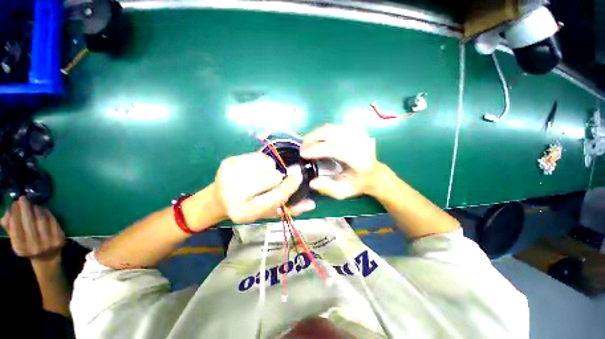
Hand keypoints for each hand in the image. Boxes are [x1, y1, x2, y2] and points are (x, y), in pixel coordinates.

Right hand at [1, 197, 65, 261]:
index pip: (16, 227)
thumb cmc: (28, 246)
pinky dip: (47, 212)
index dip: (15, 213)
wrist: (47, 258)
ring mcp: (48, 242)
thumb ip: (9, 226)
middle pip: (29, 221)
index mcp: (21, 247)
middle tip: (23, 198)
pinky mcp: (59, 238)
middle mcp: (34, 246)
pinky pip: (53, 221)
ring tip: (33, 204)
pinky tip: (43, 209)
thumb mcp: (16, 239)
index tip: (15, 203)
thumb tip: (7, 213)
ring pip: (41, 219)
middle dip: (25, 207)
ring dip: (36, 208)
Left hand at [214, 153, 315, 223]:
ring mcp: (230, 175)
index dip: (290, 186)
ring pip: (267, 164)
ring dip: (270, 169)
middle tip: (271, 181)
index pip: (276, 196)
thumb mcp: (267, 212)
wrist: (218, 199)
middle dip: (277, 177)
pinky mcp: (229, 162)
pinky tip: (254, 169)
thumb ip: (289, 209)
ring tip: (261, 175)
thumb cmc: (247, 207)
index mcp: (246, 211)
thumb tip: (311, 203)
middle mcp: (235, 194)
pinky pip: (259, 155)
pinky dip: (262, 161)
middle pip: (272, 177)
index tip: (298, 177)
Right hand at [301, 124, 379, 198]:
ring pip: (331, 127)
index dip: (317, 149)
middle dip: (313, 137)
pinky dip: (322, 132)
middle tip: (302, 147)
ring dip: (316, 134)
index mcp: (359, 160)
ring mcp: (358, 133)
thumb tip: (312, 182)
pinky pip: (334, 127)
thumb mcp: (343, 192)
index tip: (303, 154)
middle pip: (332, 132)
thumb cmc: (358, 184)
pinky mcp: (355, 130)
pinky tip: (317, 139)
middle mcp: (360, 143)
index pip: (335, 148)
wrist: (374, 173)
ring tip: (307, 143)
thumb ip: (328, 188)